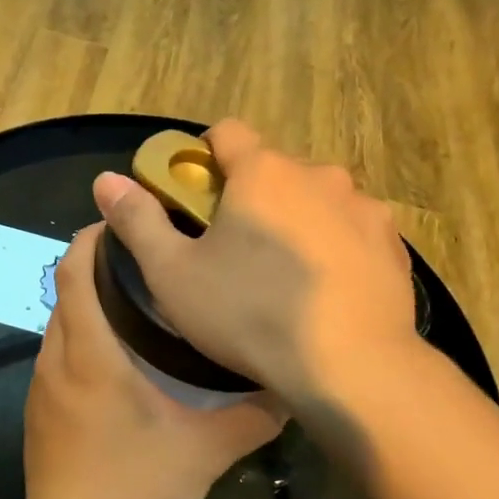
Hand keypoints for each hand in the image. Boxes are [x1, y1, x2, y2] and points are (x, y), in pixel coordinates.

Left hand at [22, 226, 282, 498]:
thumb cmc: (133, 487)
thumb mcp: (205, 451)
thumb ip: (251, 417)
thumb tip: (290, 388)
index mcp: (90, 354)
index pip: (74, 273)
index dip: (91, 239)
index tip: (124, 223)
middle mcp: (57, 359)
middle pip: (64, 290)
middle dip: (95, 264)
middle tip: (146, 258)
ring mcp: (42, 385)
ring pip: (60, 322)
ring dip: (87, 301)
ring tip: (136, 299)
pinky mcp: (39, 409)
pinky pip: (57, 353)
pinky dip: (81, 334)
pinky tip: (117, 356)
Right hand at [92, 120, 421, 407]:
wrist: (353, 366)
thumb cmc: (250, 315)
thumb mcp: (173, 274)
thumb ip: (138, 221)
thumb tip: (106, 180)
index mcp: (263, 172)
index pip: (226, 132)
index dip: (203, 157)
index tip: (194, 198)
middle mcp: (318, 175)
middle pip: (272, 169)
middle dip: (250, 197)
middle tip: (232, 250)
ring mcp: (363, 207)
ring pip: (315, 199)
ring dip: (295, 220)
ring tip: (282, 276)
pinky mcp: (392, 243)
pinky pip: (350, 230)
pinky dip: (333, 247)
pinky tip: (324, 291)